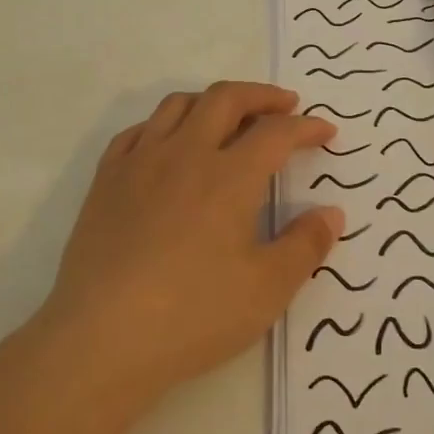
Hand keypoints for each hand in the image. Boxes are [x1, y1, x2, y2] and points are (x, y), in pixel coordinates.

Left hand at [38, 82, 343, 406]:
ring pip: (177, 106)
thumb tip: (331, 213)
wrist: (103, 337)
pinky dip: (163, 125)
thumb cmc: (194, 315)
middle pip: (225, 99)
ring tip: (229, 117)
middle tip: (284, 106)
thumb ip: (305, 245)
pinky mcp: (105, 181)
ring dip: (211, 101)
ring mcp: (139, 163)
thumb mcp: (268, 289)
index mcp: (229, 177)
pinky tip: (168, 145)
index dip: (306, 127)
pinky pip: (136, 131)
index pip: (276, 133)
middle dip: (261, 95)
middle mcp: (184, 154)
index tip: (326, 132)